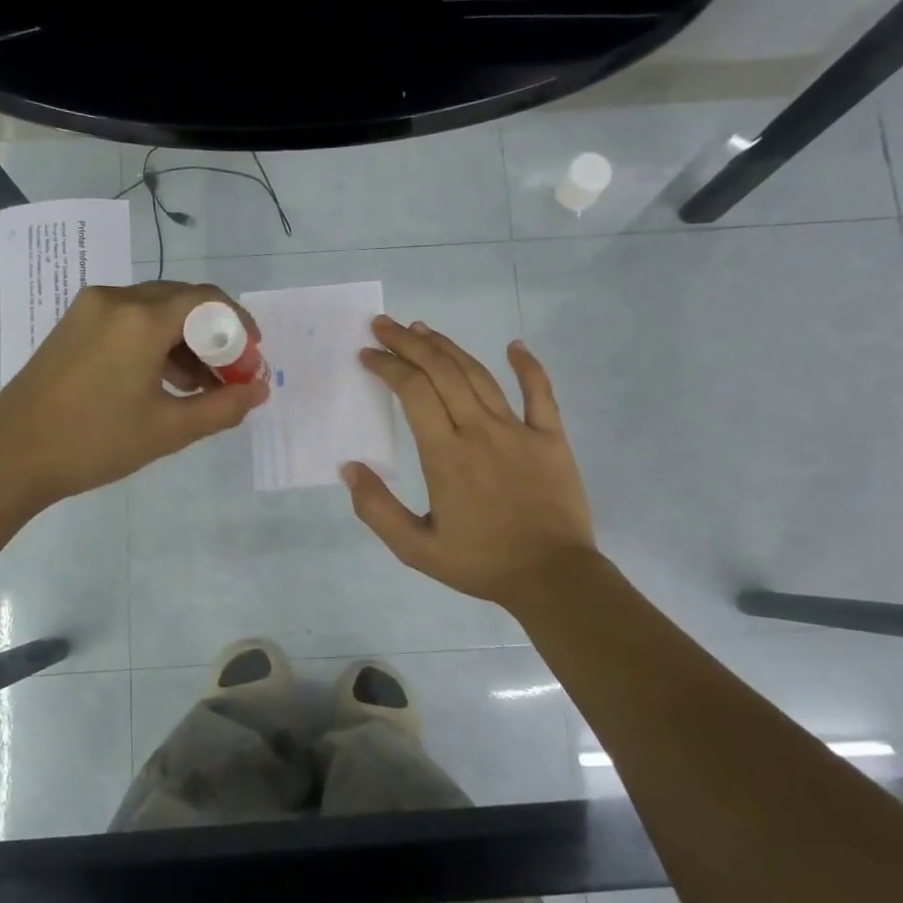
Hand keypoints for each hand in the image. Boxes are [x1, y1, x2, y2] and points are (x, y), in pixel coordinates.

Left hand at [0, 281, 268, 514]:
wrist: (9, 457)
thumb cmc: (94, 443)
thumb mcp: (169, 430)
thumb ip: (223, 407)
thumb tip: (259, 389)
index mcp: (140, 319)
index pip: (207, 300)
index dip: (239, 325)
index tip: (253, 358)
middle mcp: (115, 299)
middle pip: (182, 301)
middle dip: (214, 335)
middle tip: (230, 376)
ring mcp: (89, 309)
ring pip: (155, 310)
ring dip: (185, 340)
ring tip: (199, 387)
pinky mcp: (73, 324)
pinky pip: (129, 320)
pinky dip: (155, 342)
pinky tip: (164, 381)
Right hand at [344, 316, 597, 609]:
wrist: (552, 577)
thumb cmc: (481, 563)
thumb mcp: (415, 549)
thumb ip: (377, 509)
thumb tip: (349, 468)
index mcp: (445, 454)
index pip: (412, 392)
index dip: (388, 366)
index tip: (367, 354)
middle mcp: (479, 431)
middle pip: (441, 372)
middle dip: (409, 343)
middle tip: (385, 325)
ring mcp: (518, 430)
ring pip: (479, 375)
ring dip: (449, 347)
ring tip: (424, 329)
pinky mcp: (551, 437)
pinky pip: (540, 392)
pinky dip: (528, 366)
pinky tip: (515, 346)